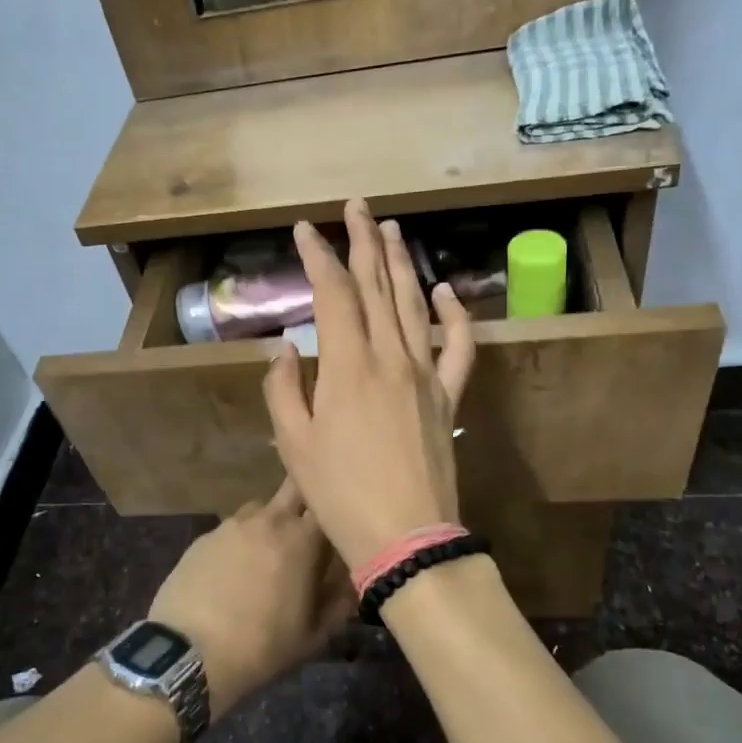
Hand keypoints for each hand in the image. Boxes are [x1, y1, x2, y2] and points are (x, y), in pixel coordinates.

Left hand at [149, 482, 352, 714]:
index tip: (341, 523)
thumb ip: (340, 604)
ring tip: (269, 552)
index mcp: (302, 539)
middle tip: (310, 527)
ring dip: (272, 520)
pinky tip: (235, 569)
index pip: (328, 502)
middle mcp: (269, 520)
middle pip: (294, 487)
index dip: (336, 509)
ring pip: (262, 507)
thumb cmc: (261, 646)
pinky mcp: (204, 536)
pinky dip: (242, 540)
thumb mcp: (313, 636)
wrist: (188, 654)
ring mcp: (233, 525)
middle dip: (305, 498)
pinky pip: (233, 528)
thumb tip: (352, 582)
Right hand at [263, 200, 474, 570]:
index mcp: (347, 365)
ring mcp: (425, 373)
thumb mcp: (294, 444)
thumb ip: (284, 389)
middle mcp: (390, 356)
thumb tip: (285, 348)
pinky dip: (453, 315)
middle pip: (377, 286)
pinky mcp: (448, 395)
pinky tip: (443, 291)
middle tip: (357, 206)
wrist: (406, 536)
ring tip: (391, 230)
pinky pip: (457, 346)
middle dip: (363, 241)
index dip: (317, 256)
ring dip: (401, 264)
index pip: (333, 294)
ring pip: (413, 304)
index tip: (304, 230)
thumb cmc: (339, 494)